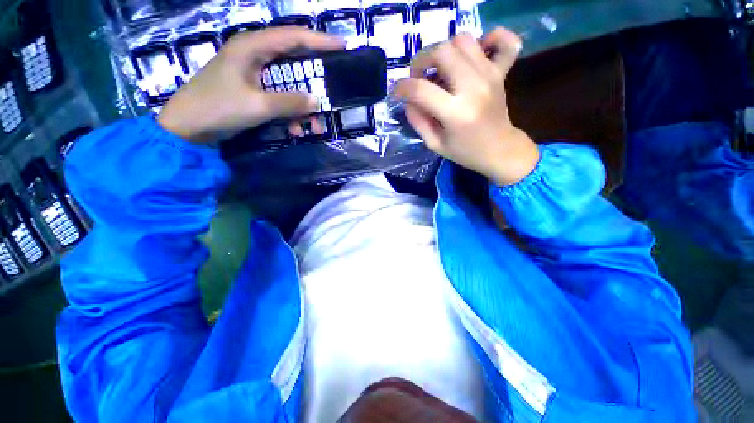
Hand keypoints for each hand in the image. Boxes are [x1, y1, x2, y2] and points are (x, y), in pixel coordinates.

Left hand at [157, 28, 344, 142]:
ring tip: (314, 128)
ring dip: (304, 108)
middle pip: (296, 64)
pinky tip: (295, 131)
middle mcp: (257, 56)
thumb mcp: (257, 106)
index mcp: (253, 47)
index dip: (320, 41)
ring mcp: (256, 75)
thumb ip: (289, 102)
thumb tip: (317, 101)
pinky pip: (281, 99)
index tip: (343, 47)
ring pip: (291, 86)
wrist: (189, 127)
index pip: (294, 37)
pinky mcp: (255, 91)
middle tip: (331, 97)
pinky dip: (291, 115)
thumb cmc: (218, 108)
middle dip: (315, 85)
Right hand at [392, 28, 538, 185]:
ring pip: (463, 40)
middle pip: (442, 51)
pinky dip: (487, 38)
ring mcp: (490, 75)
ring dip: (444, 50)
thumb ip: (418, 122)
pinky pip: (502, 40)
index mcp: (456, 113)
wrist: (499, 149)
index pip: (421, 89)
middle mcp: (474, 87)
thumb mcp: (435, 144)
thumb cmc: (465, 151)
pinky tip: (474, 52)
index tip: (397, 93)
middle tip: (419, 77)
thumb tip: (408, 101)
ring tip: (439, 69)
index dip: (402, 88)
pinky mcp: (500, 71)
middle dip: (421, 61)